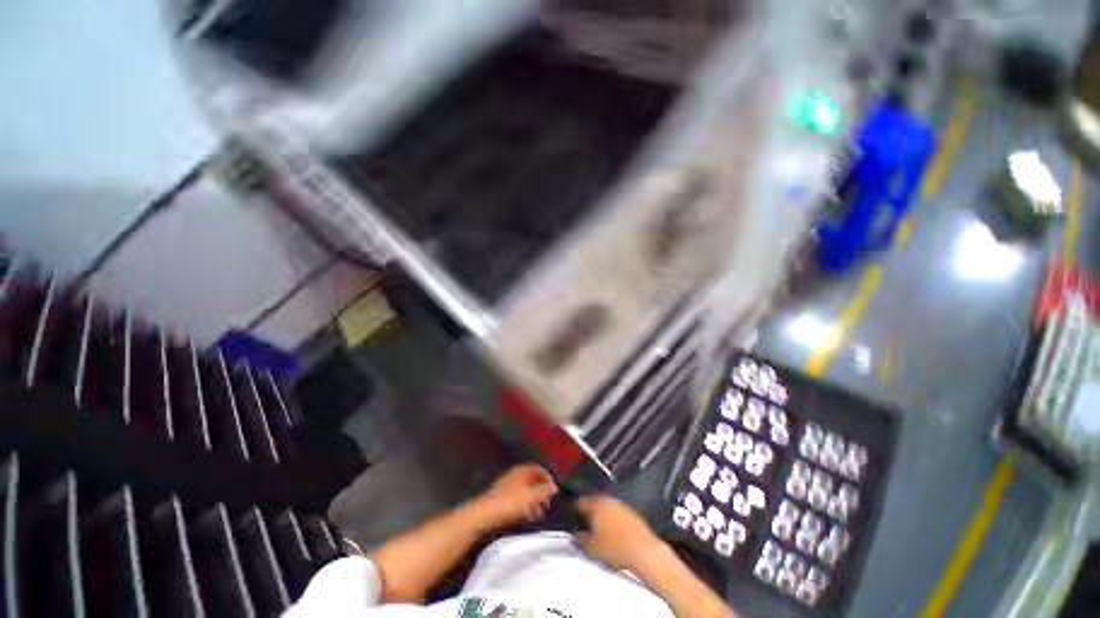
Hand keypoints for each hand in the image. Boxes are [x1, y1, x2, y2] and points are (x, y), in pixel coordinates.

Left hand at [467, 463, 557, 531]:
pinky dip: (524, 506)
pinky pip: (517, 499)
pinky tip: (527, 517)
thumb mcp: (531, 496)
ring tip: (539, 514)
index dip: (547, 477)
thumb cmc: (510, 502)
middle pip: (531, 480)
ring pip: (524, 491)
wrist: (484, 514)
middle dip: (540, 491)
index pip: (537, 469)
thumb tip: (555, 487)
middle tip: (547, 503)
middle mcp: (514, 476)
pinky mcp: (500, 499)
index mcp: (521, 471)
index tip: (553, 489)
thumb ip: (544, 491)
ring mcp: (506, 487)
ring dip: (533, 501)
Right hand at [575, 495, 663, 570]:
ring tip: (598, 528)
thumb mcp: (591, 547)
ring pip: (606, 506)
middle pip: (593, 502)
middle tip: (584, 523)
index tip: (571, 517)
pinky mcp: (631, 512)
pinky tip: (612, 531)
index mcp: (595, 503)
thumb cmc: (614, 547)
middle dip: (588, 511)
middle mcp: (607, 499)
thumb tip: (576, 533)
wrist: (643, 551)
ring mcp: (620, 504)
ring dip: (601, 514)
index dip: (574, 510)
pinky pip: (616, 512)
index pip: (580, 502)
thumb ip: (580, 538)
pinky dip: (612, 518)